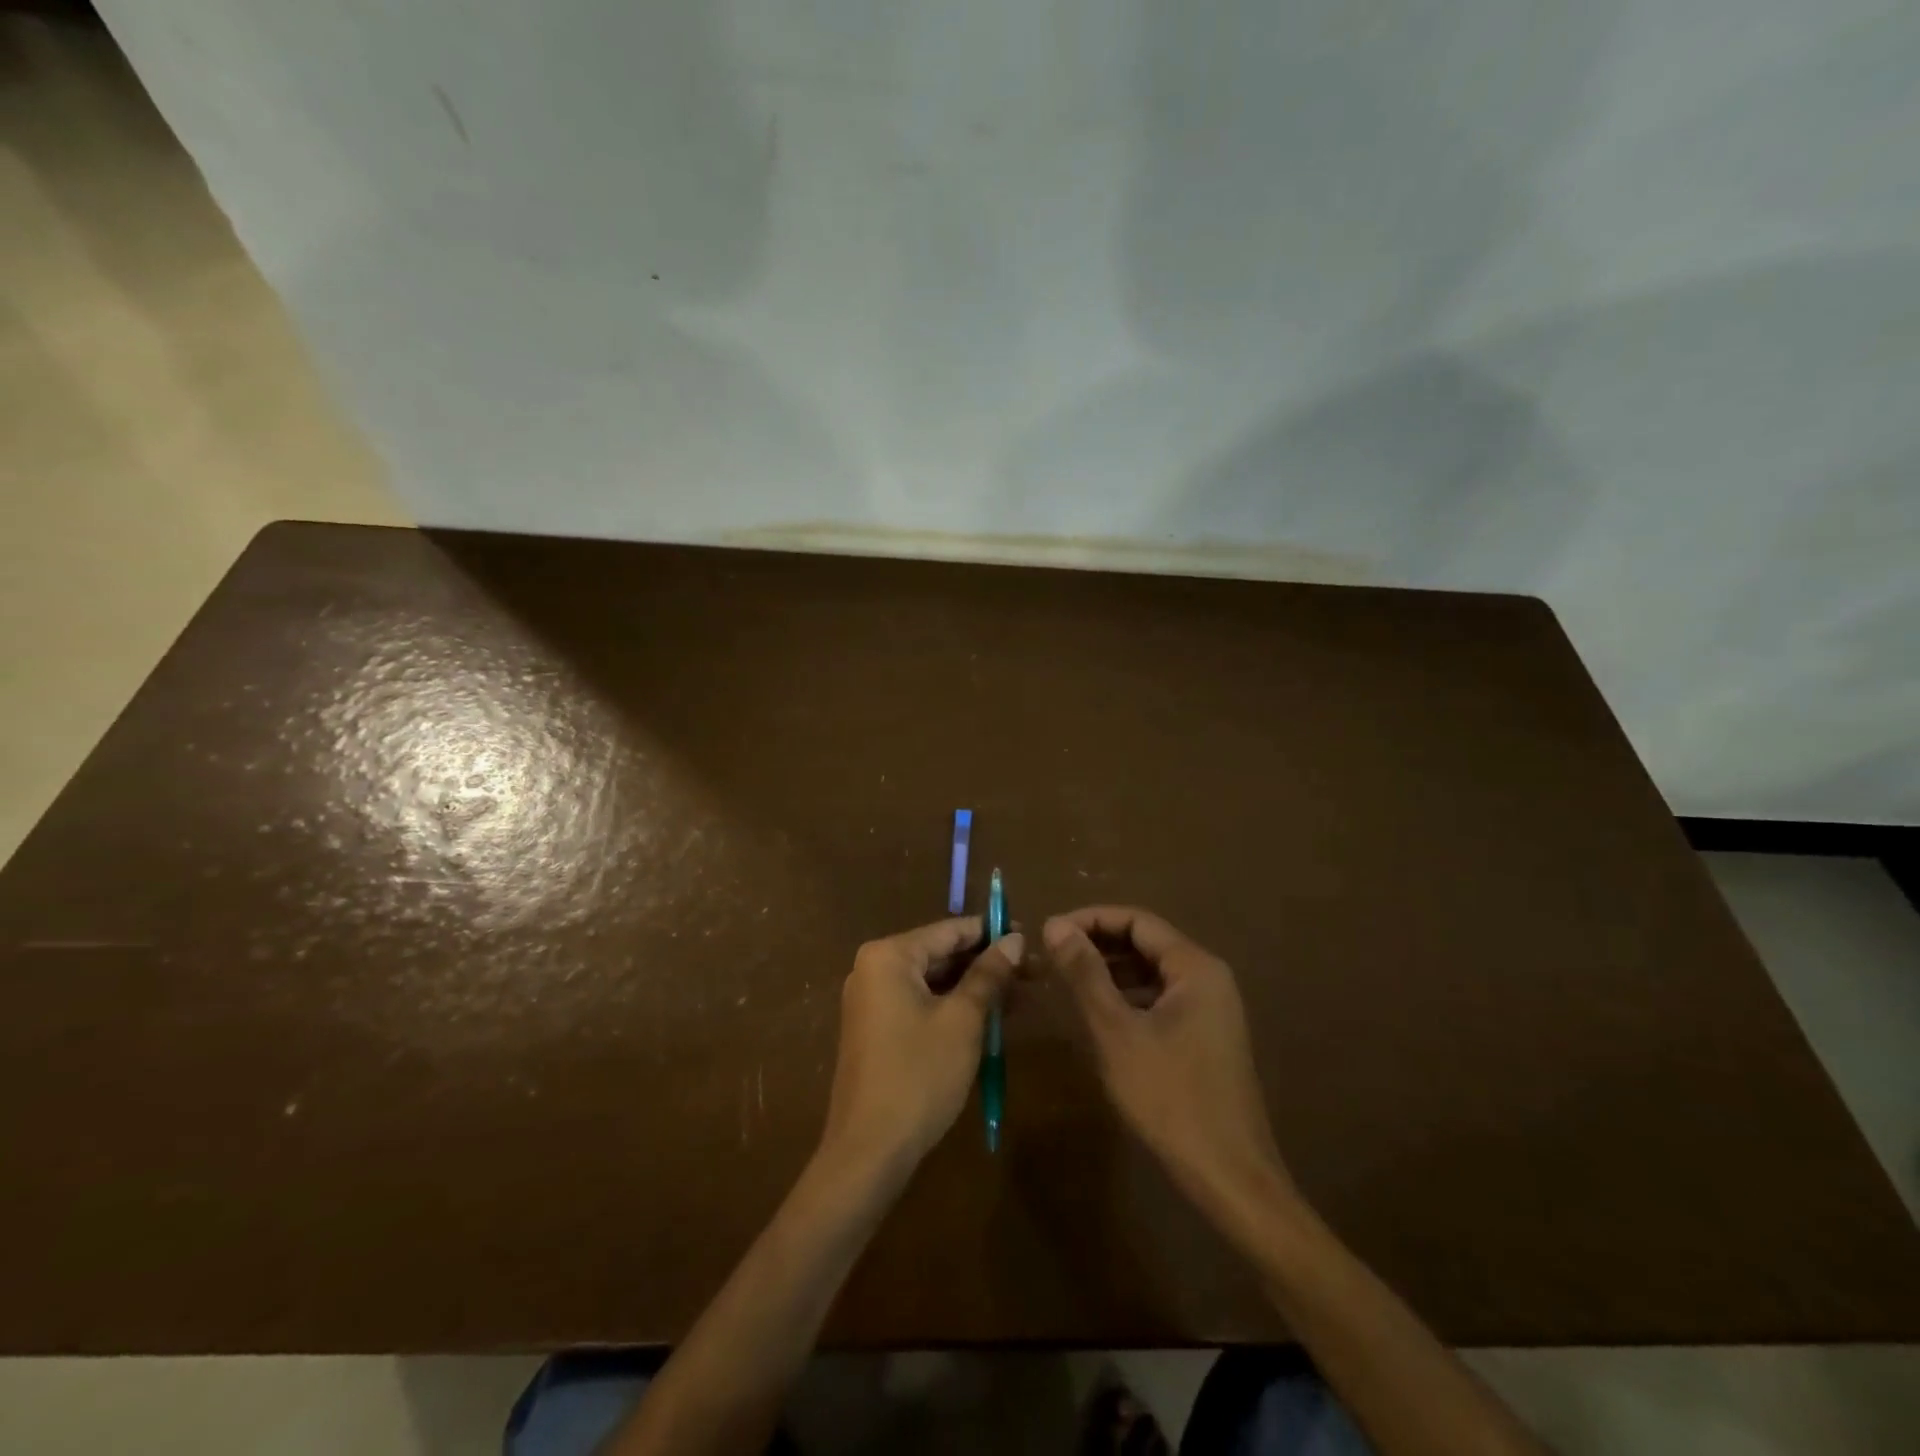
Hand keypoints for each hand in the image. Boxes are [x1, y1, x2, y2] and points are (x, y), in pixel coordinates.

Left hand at [821, 917, 1024, 1177]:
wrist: (869, 1150)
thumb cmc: (919, 1075)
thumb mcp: (963, 1020)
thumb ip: (989, 974)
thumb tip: (1014, 939)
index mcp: (889, 956)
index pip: (950, 931)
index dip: (992, 932)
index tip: (1030, 937)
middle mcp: (874, 969)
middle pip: (941, 955)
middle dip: (987, 964)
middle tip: (1034, 972)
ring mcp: (872, 1001)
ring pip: (934, 983)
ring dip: (975, 989)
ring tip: (1022, 997)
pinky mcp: (877, 1030)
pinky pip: (922, 1004)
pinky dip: (954, 1008)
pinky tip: (991, 1019)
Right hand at [1046, 907, 1291, 1217]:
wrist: (1230, 1178)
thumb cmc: (1170, 1098)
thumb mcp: (1116, 1031)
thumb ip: (1085, 974)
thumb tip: (1054, 925)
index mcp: (1195, 967)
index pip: (1137, 920)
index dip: (1090, 919)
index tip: (1050, 931)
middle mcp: (1208, 978)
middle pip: (1146, 942)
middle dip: (1099, 943)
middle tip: (1053, 955)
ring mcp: (1211, 1009)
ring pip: (1152, 972)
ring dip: (1111, 971)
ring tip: (1068, 980)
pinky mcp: (1206, 1036)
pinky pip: (1162, 999)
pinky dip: (1129, 997)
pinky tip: (1100, 1014)